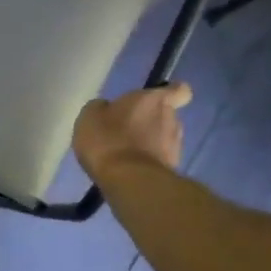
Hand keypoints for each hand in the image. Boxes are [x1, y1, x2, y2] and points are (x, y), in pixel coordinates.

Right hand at [73, 83, 192, 181]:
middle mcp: (172, 119)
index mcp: (155, 100)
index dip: (170, 93)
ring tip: (124, 155)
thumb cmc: (108, 139)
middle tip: (125, 131)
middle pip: (166, 116)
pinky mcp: (171, 170)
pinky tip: (127, 171)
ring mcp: (175, 147)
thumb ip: (101, 108)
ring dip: (148, 144)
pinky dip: (146, 163)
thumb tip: (106, 108)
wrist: (128, 180)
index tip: (155, 101)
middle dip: (150, 122)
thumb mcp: (90, 117)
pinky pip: (158, 161)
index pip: (180, 90)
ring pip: (164, 139)